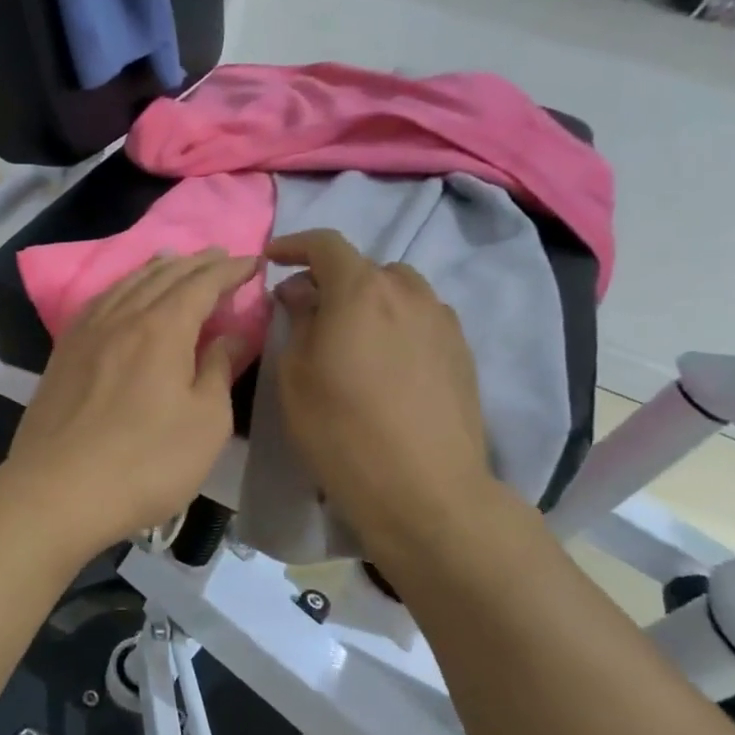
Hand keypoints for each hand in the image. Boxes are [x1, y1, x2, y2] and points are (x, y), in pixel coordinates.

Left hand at [2, 251, 257, 554]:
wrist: (58, 491)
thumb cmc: (146, 463)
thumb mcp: (205, 423)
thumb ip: (219, 370)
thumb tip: (232, 333)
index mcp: (163, 328)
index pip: (202, 284)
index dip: (230, 271)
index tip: (253, 261)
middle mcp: (122, 318)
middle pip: (163, 277)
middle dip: (195, 263)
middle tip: (220, 256)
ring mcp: (86, 334)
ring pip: (126, 285)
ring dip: (155, 269)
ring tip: (172, 260)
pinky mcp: (63, 354)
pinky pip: (97, 303)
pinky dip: (119, 288)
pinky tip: (120, 294)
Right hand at [266, 230, 496, 553]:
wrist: (425, 490)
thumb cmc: (342, 431)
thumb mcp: (295, 376)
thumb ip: (298, 321)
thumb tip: (302, 293)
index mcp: (361, 291)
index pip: (326, 244)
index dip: (294, 245)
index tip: (272, 259)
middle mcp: (408, 293)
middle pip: (364, 268)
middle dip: (331, 280)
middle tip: (307, 312)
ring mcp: (442, 322)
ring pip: (398, 292)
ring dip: (368, 302)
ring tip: (350, 339)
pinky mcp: (462, 352)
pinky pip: (421, 320)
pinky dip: (395, 325)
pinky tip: (385, 364)